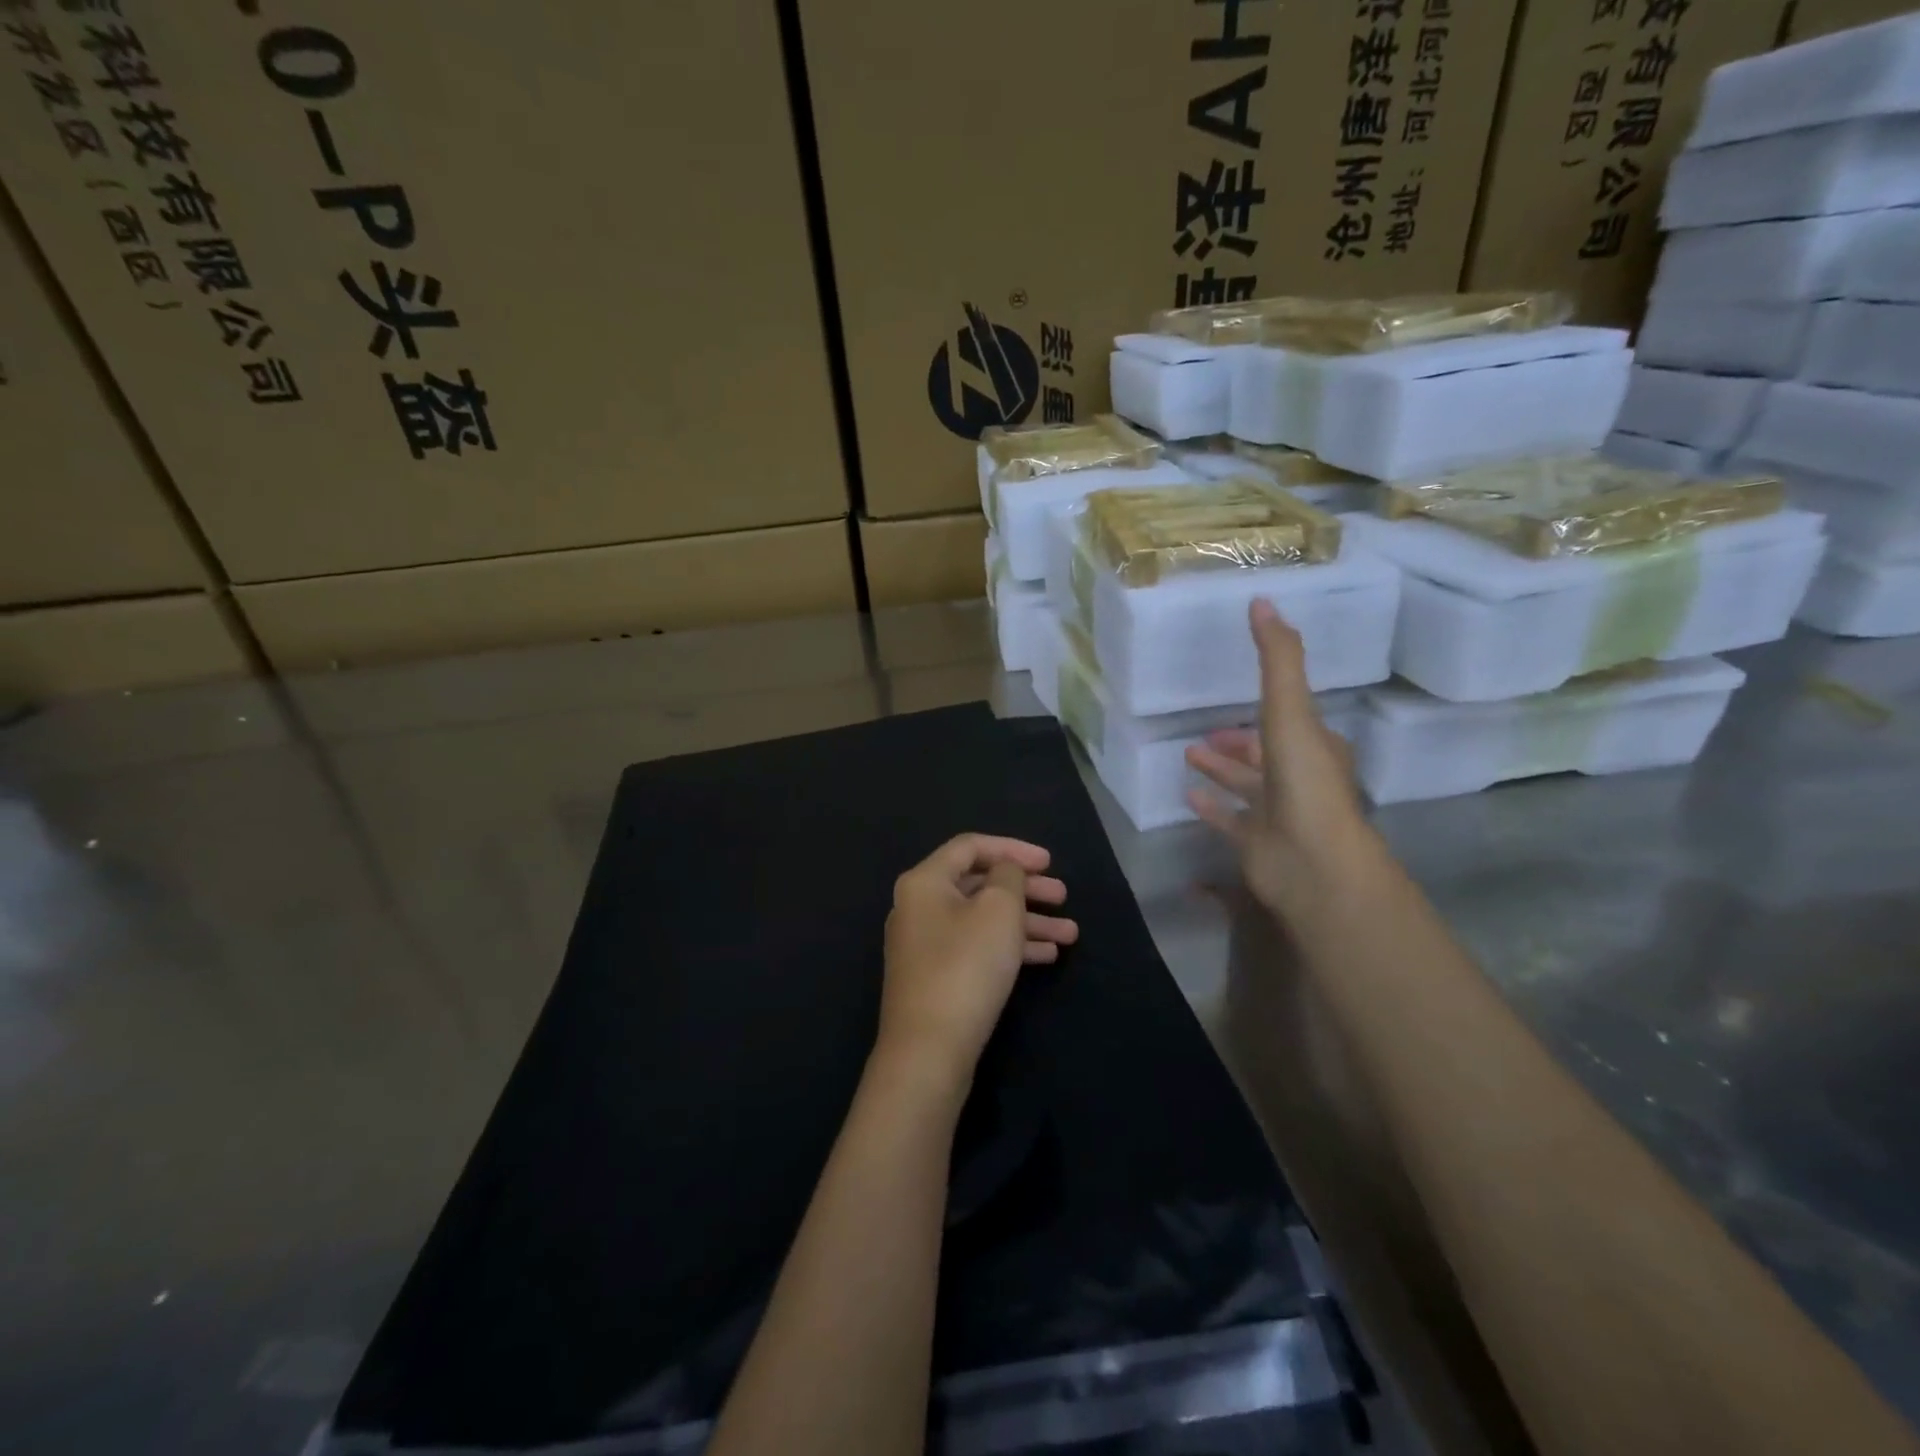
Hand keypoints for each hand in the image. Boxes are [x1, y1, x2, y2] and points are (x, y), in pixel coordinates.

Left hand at [878, 834, 1076, 1088]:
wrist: (928, 1050)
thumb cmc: (966, 966)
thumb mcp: (998, 910)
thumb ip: (1008, 877)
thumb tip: (1005, 872)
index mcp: (925, 881)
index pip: (971, 847)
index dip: (1013, 848)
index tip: (1050, 862)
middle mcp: (919, 907)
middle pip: (979, 884)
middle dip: (1025, 888)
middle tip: (1064, 896)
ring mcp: (926, 945)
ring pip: (983, 919)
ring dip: (1027, 921)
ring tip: (1070, 933)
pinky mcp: (936, 977)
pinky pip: (977, 947)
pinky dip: (1010, 946)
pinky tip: (1047, 956)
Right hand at [1186, 599, 1374, 918]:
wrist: (1311, 861)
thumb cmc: (1304, 782)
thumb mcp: (1290, 710)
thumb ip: (1277, 659)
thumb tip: (1263, 601)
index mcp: (1315, 746)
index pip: (1290, 717)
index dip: (1267, 703)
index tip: (1238, 691)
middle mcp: (1300, 777)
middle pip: (1265, 752)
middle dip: (1238, 741)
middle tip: (1205, 732)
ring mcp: (1279, 813)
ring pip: (1247, 785)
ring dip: (1221, 769)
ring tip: (1189, 754)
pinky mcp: (1257, 842)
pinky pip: (1230, 819)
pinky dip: (1211, 806)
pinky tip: (1188, 795)